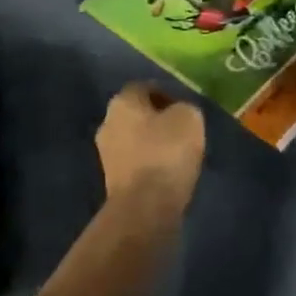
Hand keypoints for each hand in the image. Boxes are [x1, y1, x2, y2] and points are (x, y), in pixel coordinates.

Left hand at [94, 82, 205, 217]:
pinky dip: (149, 164)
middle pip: (136, 114)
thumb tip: (178, 113)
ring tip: (177, 154)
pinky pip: (134, 163)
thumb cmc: (166, 153)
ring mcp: (105, 153)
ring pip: (134, 139)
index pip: (144, 87)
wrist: (144, 208)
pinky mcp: (111, 180)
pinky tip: (166, 173)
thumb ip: (184, 108)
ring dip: (152, 143)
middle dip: (157, 119)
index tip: (185, 108)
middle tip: (182, 130)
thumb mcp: (189, 119)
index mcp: (122, 101)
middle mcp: (107, 122)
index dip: (166, 94)